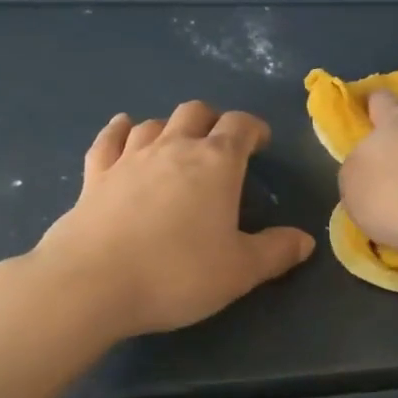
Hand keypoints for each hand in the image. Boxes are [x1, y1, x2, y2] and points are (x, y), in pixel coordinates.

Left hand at [33, 101, 315, 336]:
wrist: (92, 284)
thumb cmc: (177, 274)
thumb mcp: (240, 271)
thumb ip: (276, 252)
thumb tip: (305, 240)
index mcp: (215, 163)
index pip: (240, 126)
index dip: (254, 129)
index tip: (261, 142)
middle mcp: (173, 148)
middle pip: (195, 113)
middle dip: (213, 121)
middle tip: (222, 143)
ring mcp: (129, 158)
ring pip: (154, 123)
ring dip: (171, 127)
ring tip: (178, 143)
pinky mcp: (94, 176)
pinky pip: (109, 140)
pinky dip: (120, 130)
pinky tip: (123, 128)